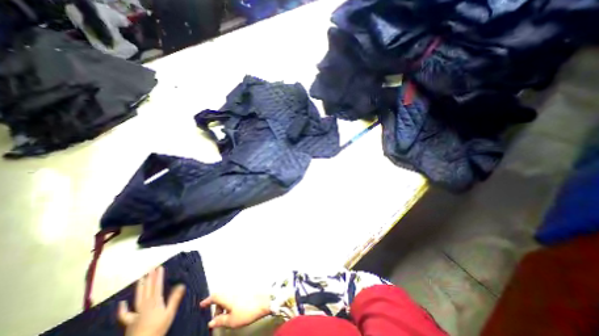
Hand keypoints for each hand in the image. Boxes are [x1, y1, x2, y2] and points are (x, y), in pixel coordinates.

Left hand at [115, 265, 183, 335]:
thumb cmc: (158, 328)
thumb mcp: (169, 313)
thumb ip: (174, 299)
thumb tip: (181, 285)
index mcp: (155, 301)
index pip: (157, 285)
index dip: (158, 276)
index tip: (159, 267)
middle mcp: (145, 304)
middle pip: (147, 289)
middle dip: (149, 278)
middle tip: (150, 268)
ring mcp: (136, 313)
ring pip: (138, 297)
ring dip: (140, 287)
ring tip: (141, 278)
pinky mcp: (130, 322)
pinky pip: (124, 314)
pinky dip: (122, 308)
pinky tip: (121, 303)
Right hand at [200, 292, 271, 328]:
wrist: (263, 302)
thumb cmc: (246, 312)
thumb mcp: (231, 321)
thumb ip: (220, 321)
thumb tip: (211, 322)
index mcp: (227, 297)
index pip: (214, 296)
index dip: (207, 300)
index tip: (201, 305)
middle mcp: (232, 291)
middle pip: (220, 297)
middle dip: (217, 307)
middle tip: (217, 319)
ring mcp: (239, 290)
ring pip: (227, 297)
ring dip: (224, 306)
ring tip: (226, 317)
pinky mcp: (245, 292)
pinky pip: (233, 297)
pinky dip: (230, 303)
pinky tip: (234, 311)